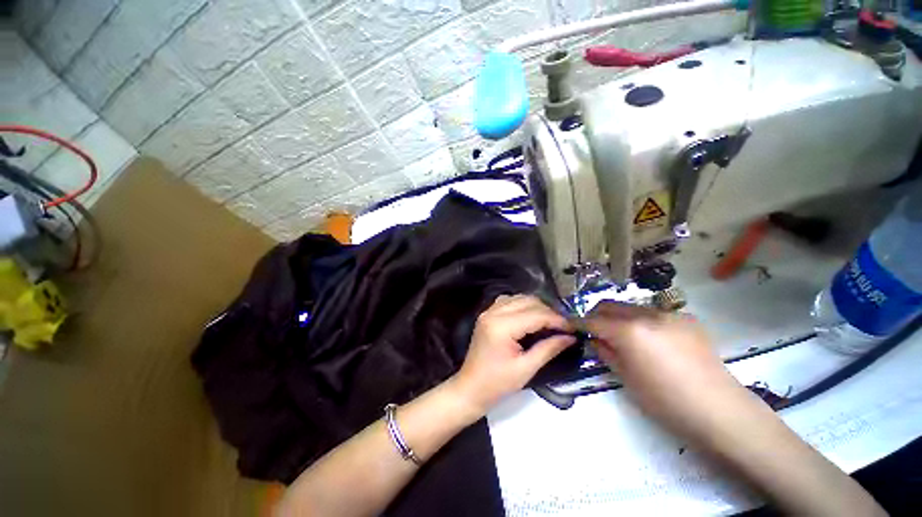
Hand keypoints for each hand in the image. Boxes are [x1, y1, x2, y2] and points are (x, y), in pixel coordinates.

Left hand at [450, 295, 574, 414]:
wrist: (470, 387)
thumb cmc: (497, 383)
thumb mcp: (526, 369)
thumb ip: (549, 349)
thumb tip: (570, 337)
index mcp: (502, 326)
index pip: (536, 314)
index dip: (557, 320)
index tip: (573, 328)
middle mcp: (494, 312)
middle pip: (528, 301)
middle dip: (548, 312)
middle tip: (563, 327)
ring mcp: (488, 311)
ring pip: (519, 298)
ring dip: (537, 307)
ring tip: (550, 322)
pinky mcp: (487, 314)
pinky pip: (509, 301)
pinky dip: (523, 305)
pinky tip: (531, 317)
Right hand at [585, 302, 741, 437]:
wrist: (720, 410)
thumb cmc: (666, 401)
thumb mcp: (625, 378)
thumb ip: (605, 352)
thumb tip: (595, 338)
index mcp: (630, 331)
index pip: (594, 320)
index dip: (578, 322)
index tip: (571, 325)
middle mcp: (647, 314)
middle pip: (610, 305)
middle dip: (597, 315)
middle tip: (595, 331)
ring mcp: (669, 314)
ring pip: (631, 307)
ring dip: (620, 318)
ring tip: (625, 338)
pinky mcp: (687, 319)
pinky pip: (655, 314)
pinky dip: (643, 323)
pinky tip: (654, 342)